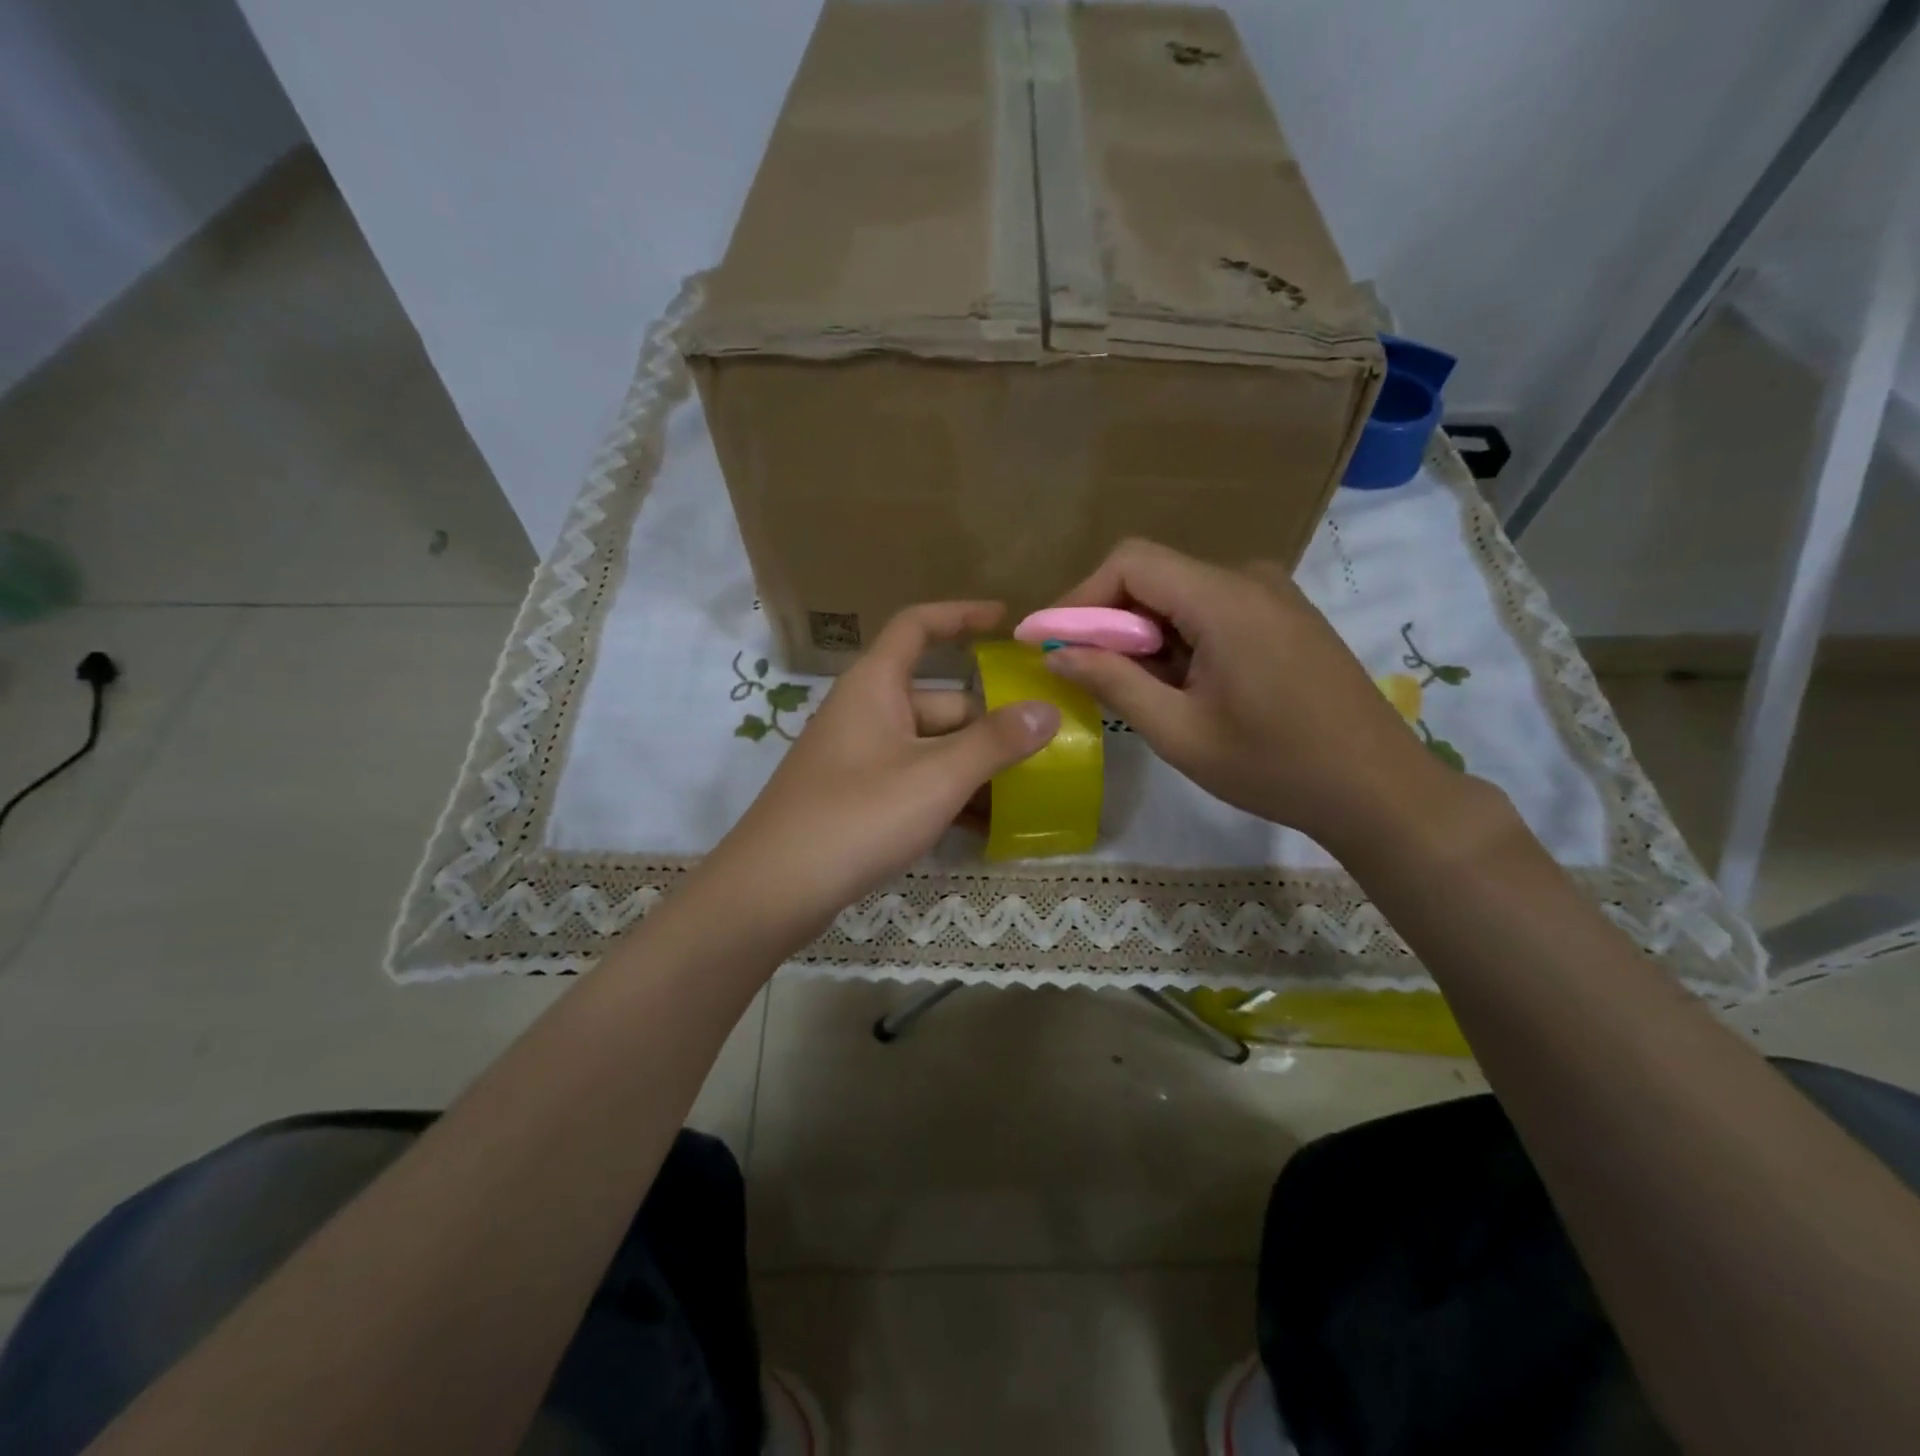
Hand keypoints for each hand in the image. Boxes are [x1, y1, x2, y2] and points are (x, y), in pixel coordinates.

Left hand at [704, 602, 1059, 938]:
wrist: (773, 890)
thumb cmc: (857, 816)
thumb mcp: (936, 777)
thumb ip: (995, 742)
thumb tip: (1047, 710)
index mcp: (875, 686)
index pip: (918, 627)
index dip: (962, 616)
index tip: (1007, 621)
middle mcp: (865, 712)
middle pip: (938, 700)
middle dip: (988, 722)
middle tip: (1043, 744)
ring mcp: (858, 758)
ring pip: (928, 747)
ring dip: (972, 765)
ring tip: (1026, 790)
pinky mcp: (855, 798)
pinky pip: (912, 781)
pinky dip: (945, 795)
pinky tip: (983, 826)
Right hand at [1044, 540, 1465, 853]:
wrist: (1377, 788)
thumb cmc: (1274, 767)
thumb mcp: (1179, 732)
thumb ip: (1113, 682)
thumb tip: (1057, 652)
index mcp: (1224, 599)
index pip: (1131, 562)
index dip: (1079, 596)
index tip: (1049, 642)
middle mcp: (1249, 579)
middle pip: (1154, 576)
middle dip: (1109, 622)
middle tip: (1086, 675)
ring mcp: (1273, 595)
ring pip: (1180, 594)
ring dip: (1145, 635)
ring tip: (1140, 692)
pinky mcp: (1284, 616)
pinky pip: (1211, 609)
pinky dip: (1179, 639)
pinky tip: (1184, 687)